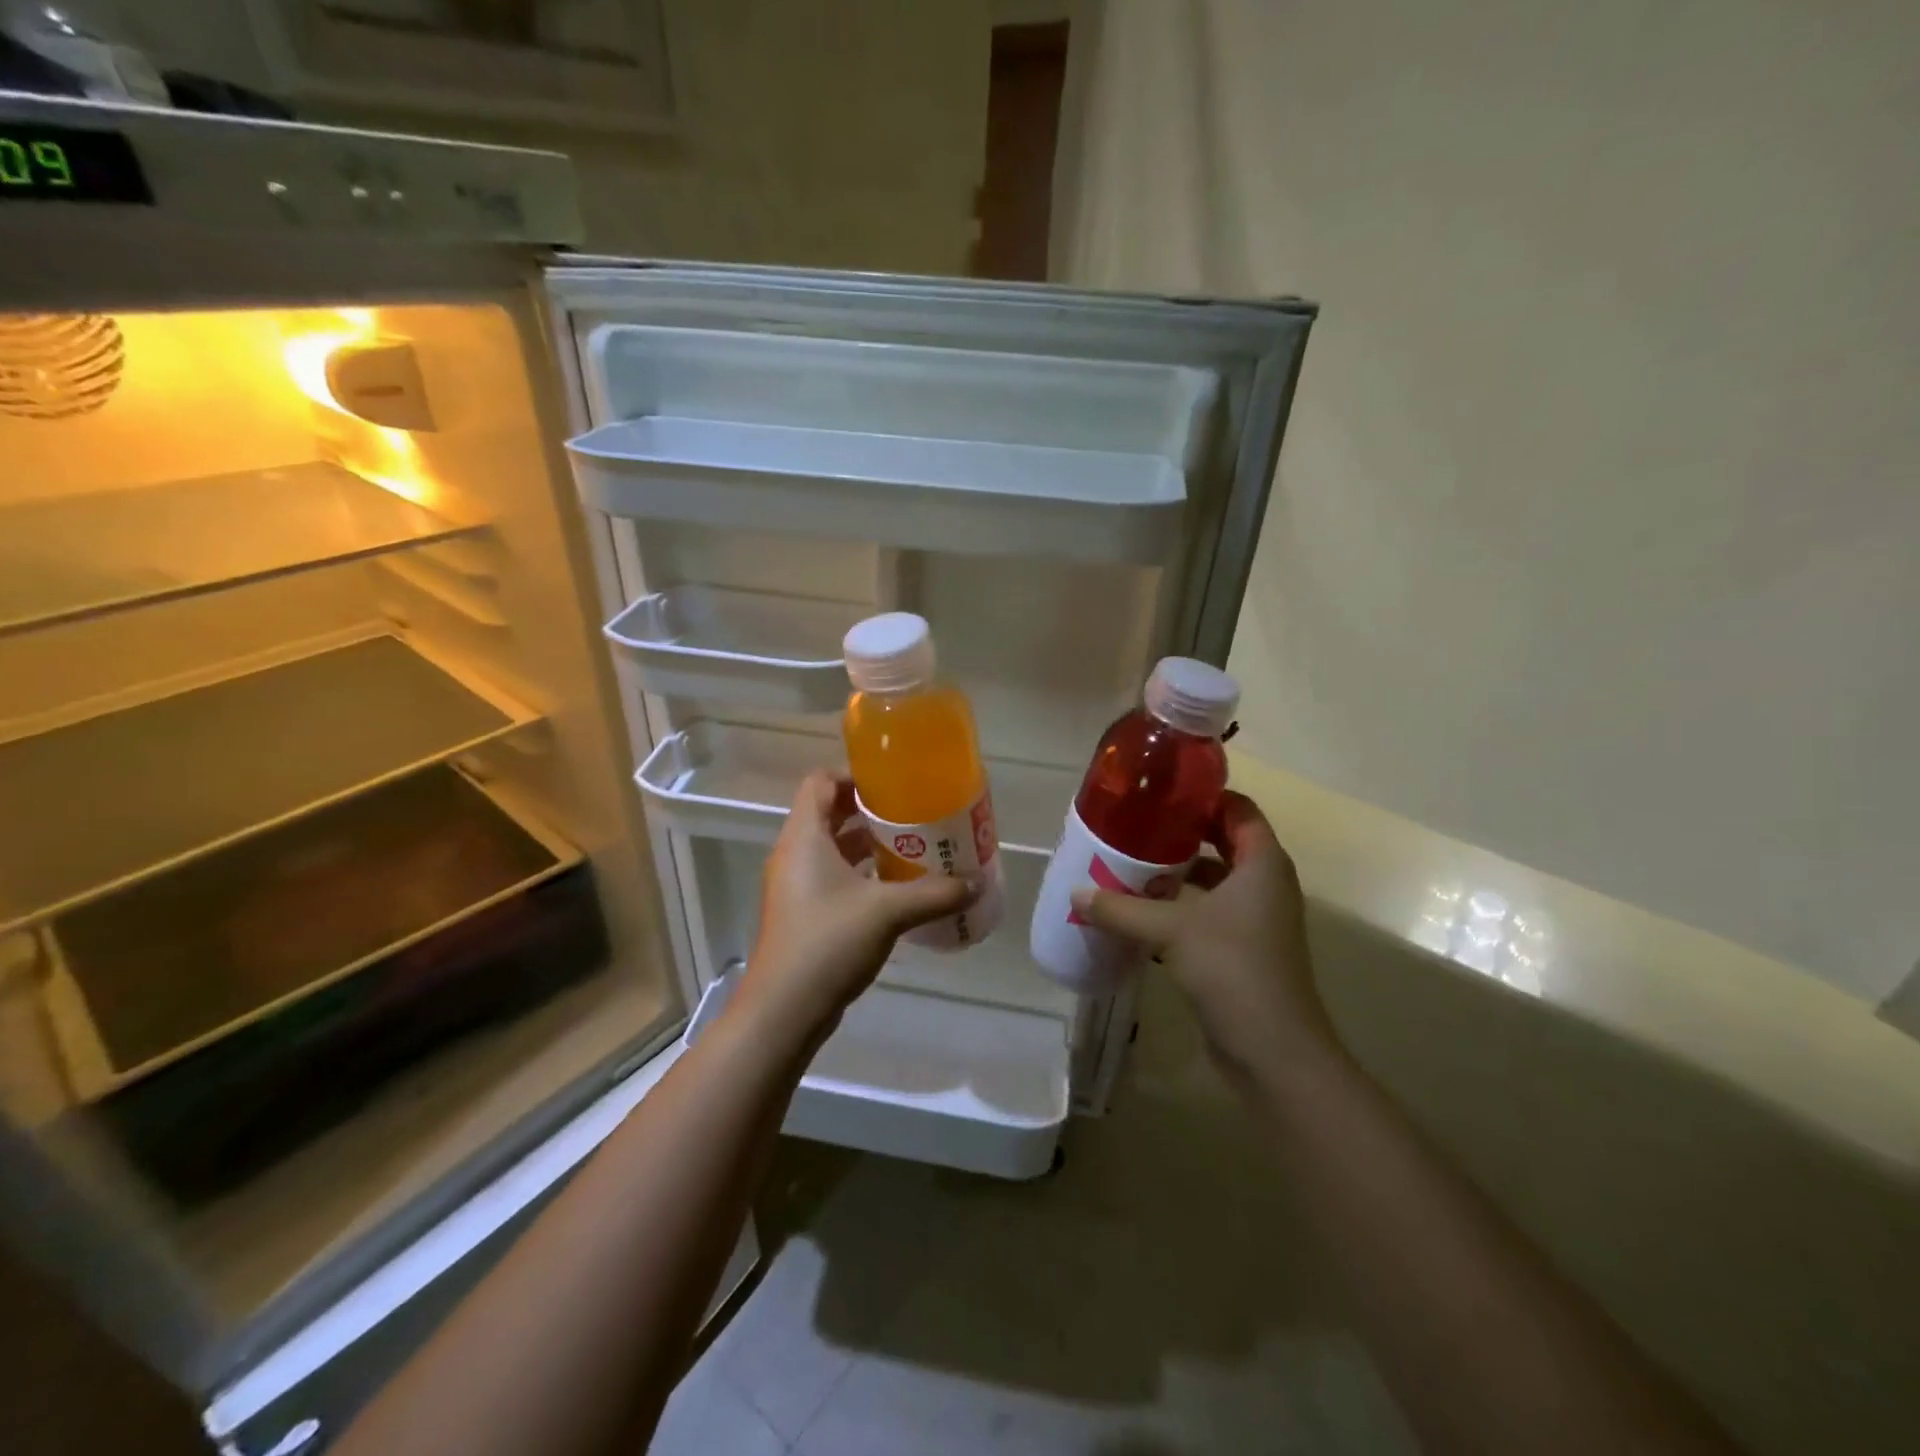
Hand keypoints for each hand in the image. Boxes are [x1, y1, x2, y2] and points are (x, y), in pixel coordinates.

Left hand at [739, 771, 972, 1039]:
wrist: (784, 1010)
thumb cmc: (829, 943)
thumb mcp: (888, 912)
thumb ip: (934, 893)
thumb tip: (975, 883)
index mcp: (805, 837)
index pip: (820, 782)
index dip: (853, 775)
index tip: (892, 784)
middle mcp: (794, 854)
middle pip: (828, 813)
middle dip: (869, 811)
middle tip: (911, 814)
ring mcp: (795, 886)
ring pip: (832, 848)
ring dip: (867, 844)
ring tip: (911, 847)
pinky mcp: (802, 913)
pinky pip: (832, 877)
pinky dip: (861, 874)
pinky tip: (895, 889)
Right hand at [1070, 792, 1336, 1085]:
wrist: (1273, 1050)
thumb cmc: (1232, 968)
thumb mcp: (1170, 930)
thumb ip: (1121, 909)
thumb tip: (1076, 893)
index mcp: (1262, 864)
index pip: (1238, 809)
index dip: (1203, 796)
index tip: (1161, 792)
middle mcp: (1264, 884)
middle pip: (1223, 842)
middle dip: (1181, 834)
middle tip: (1135, 825)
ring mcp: (1255, 919)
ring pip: (1213, 880)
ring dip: (1176, 873)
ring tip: (1129, 865)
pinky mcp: (1242, 949)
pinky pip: (1207, 913)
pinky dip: (1178, 907)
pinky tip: (1140, 913)